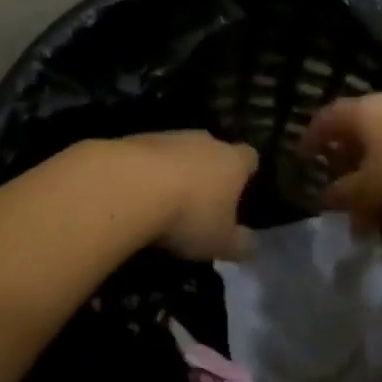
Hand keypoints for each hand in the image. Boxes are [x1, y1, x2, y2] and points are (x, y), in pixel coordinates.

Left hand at [118, 131, 258, 260]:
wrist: (130, 186)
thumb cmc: (189, 215)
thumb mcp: (220, 242)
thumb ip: (240, 244)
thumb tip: (251, 245)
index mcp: (233, 162)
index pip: (250, 157)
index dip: (246, 172)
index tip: (240, 190)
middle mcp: (206, 141)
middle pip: (213, 150)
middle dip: (208, 171)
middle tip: (201, 200)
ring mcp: (169, 136)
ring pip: (179, 151)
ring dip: (175, 170)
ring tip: (164, 200)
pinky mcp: (135, 139)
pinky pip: (148, 156)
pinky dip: (146, 172)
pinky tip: (136, 194)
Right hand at [296, 92, 381, 237]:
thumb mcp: (372, 188)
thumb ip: (344, 193)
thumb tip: (326, 195)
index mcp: (363, 113)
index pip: (327, 119)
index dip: (311, 139)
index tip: (302, 159)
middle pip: (360, 141)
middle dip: (350, 177)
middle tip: (344, 206)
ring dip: (381, 192)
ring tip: (381, 229)